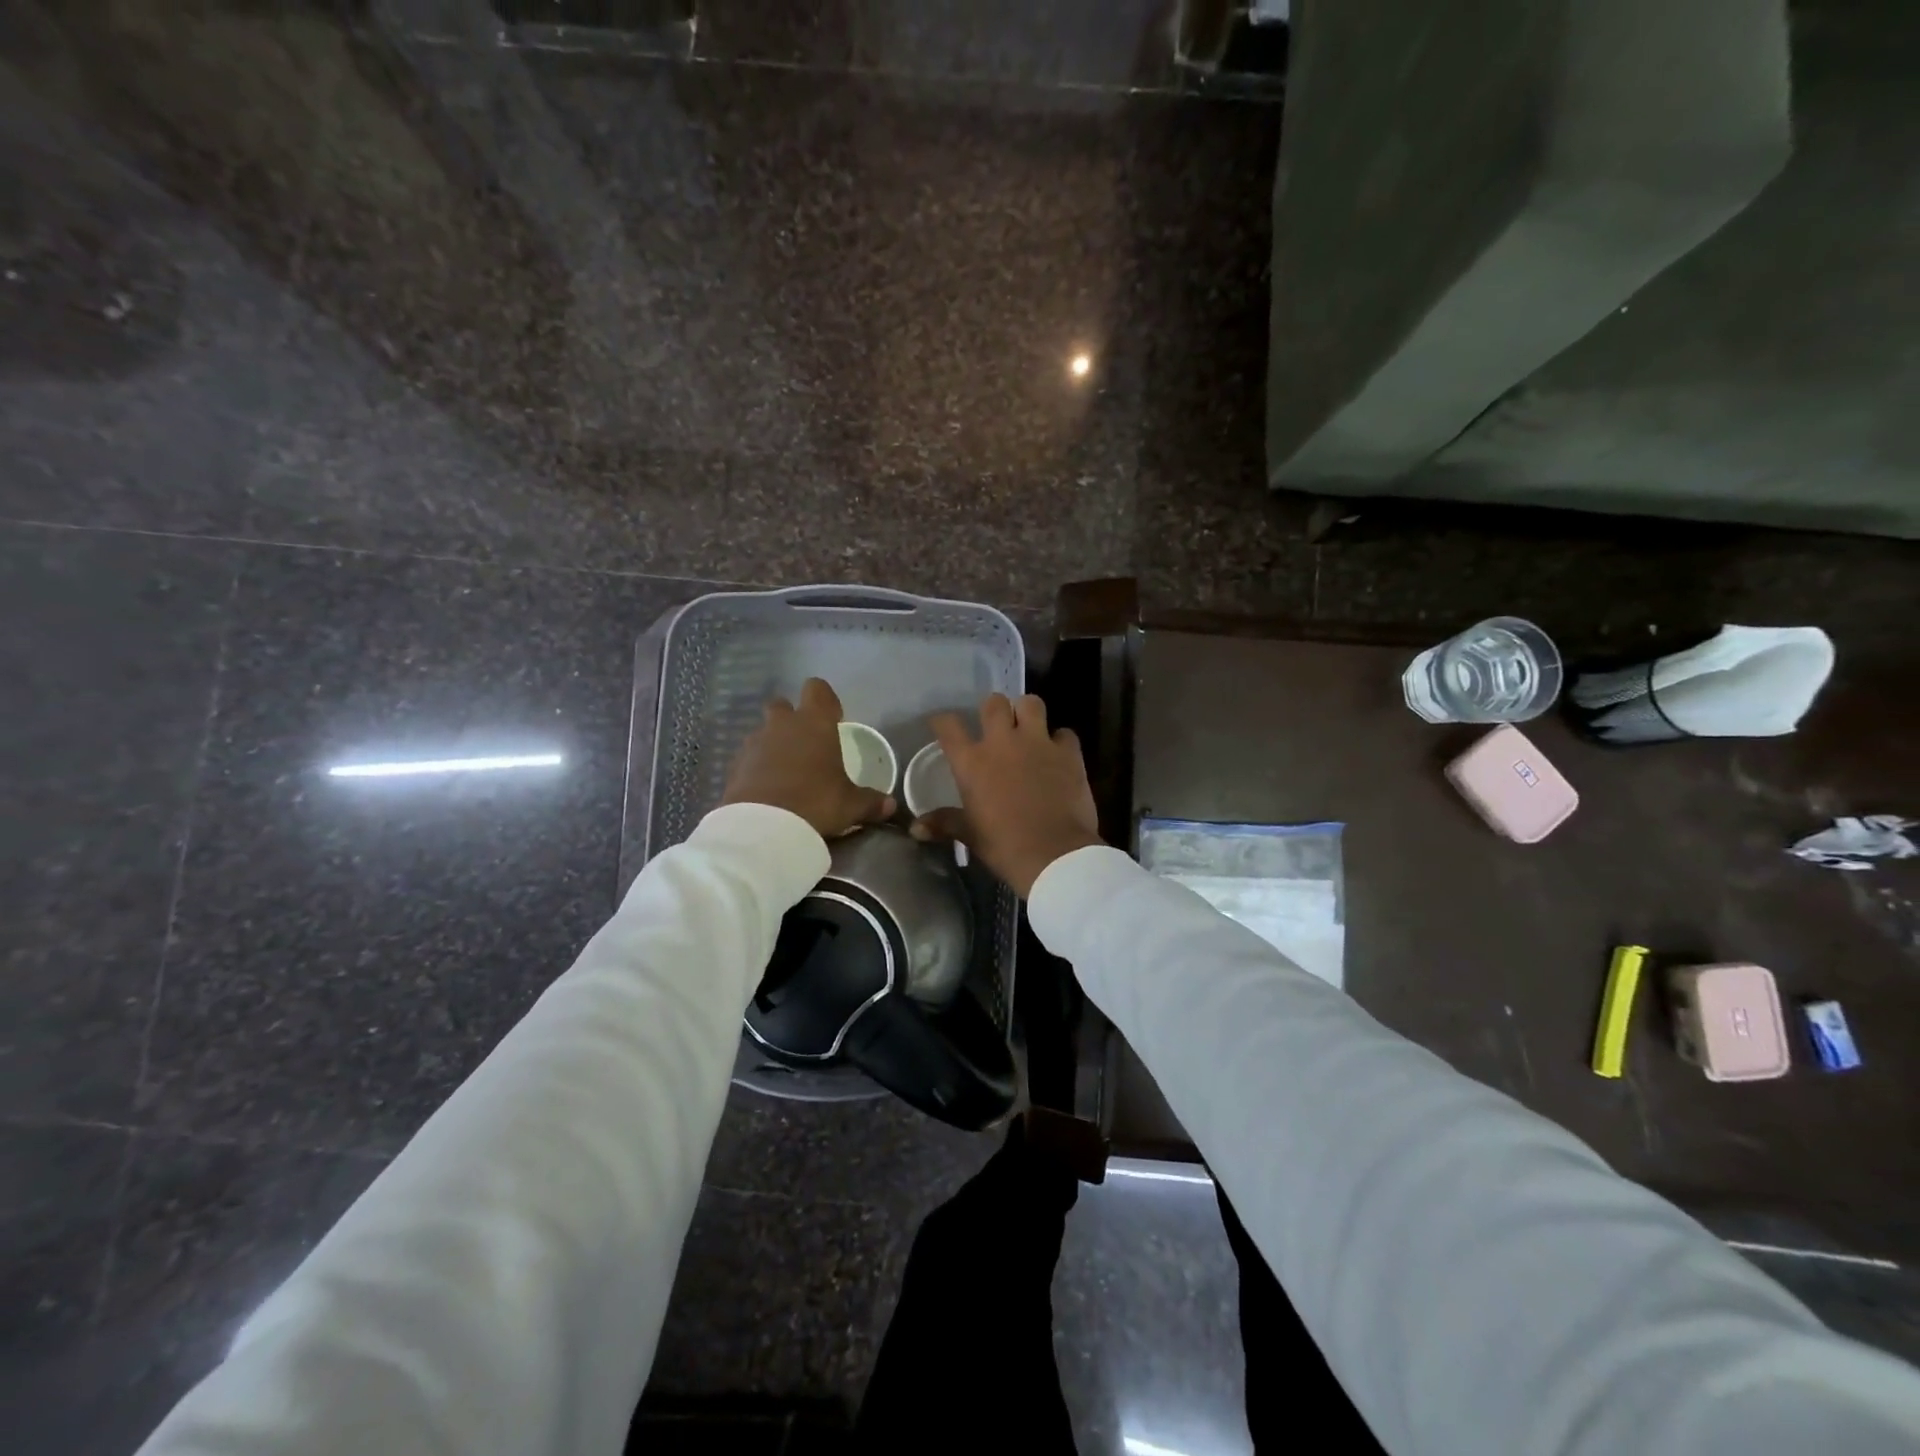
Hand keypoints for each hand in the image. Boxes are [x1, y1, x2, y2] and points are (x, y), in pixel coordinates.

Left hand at [721, 678, 895, 838]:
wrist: (763, 827)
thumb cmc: (816, 802)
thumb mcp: (851, 805)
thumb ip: (870, 801)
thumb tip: (890, 805)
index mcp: (815, 723)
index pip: (818, 689)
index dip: (826, 700)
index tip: (834, 719)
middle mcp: (782, 725)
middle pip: (782, 705)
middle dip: (791, 718)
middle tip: (805, 744)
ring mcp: (754, 743)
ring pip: (763, 732)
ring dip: (773, 744)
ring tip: (786, 772)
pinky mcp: (734, 765)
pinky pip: (748, 757)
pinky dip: (756, 767)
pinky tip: (767, 789)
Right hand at [910, 693, 1101, 898]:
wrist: (1054, 855)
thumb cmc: (1004, 846)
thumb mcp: (970, 835)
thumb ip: (944, 823)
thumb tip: (915, 828)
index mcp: (972, 762)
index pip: (948, 726)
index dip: (942, 721)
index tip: (942, 725)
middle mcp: (1003, 743)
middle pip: (993, 703)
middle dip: (993, 709)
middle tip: (996, 725)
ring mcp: (1038, 743)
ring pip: (1031, 703)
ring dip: (1027, 712)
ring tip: (1027, 728)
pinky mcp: (1068, 753)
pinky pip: (1064, 733)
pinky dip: (1061, 741)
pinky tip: (1059, 754)